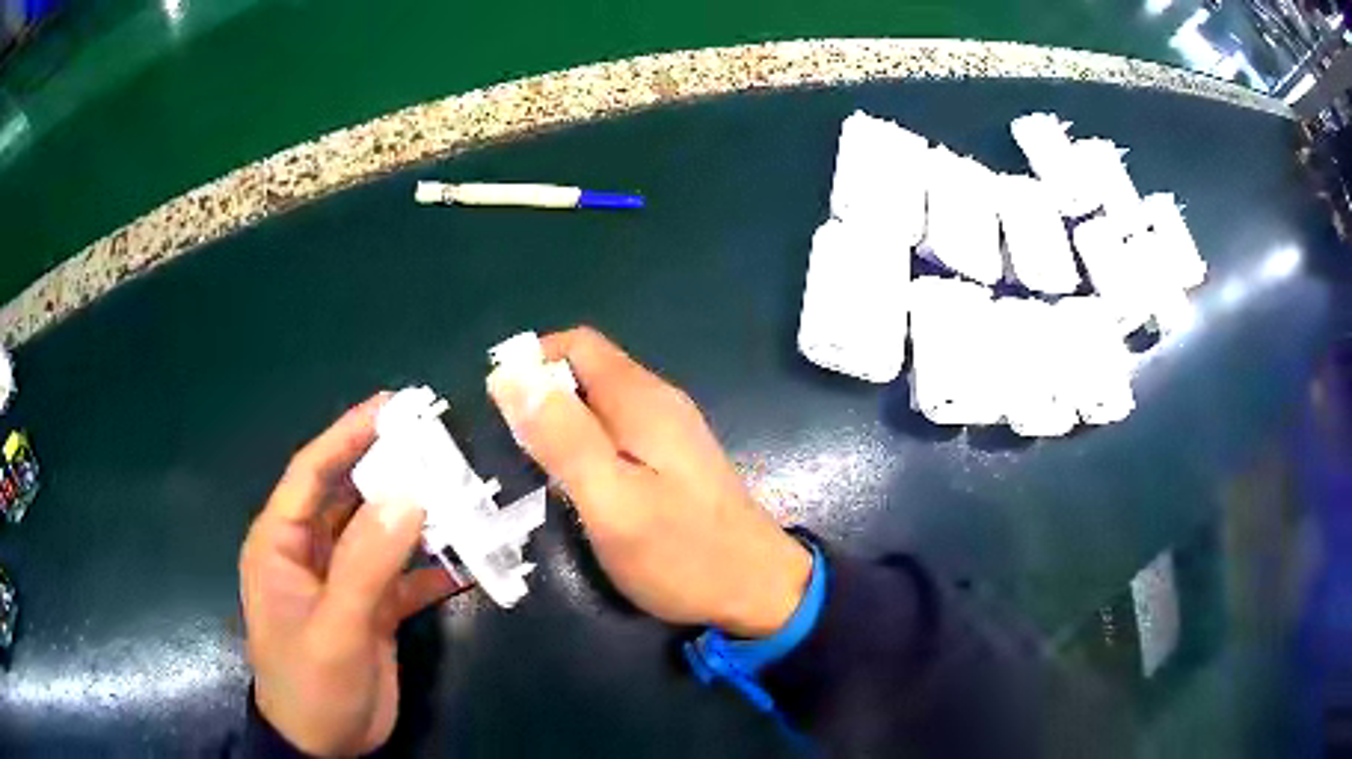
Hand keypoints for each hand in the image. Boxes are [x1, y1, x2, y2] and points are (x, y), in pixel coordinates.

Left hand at [239, 394, 466, 755]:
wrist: (327, 749)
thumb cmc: (311, 686)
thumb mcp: (334, 629)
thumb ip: (366, 564)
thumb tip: (408, 495)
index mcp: (281, 543)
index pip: (311, 473)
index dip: (347, 434)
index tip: (392, 405)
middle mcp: (310, 552)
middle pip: (350, 496)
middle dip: (390, 470)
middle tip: (440, 443)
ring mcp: (342, 582)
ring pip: (380, 534)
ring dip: (417, 518)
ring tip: (463, 495)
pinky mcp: (370, 609)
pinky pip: (403, 576)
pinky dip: (432, 569)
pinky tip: (468, 562)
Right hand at [489, 327, 810, 636]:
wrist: (758, 591)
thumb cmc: (681, 553)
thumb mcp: (611, 500)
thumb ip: (562, 438)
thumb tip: (509, 376)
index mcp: (641, 399)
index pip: (576, 345)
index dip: (531, 364)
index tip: (501, 410)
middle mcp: (658, 402)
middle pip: (586, 373)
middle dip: (543, 401)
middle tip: (518, 456)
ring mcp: (670, 432)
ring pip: (599, 406)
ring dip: (562, 428)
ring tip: (541, 477)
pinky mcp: (674, 461)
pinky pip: (617, 434)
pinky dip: (587, 448)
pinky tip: (581, 490)